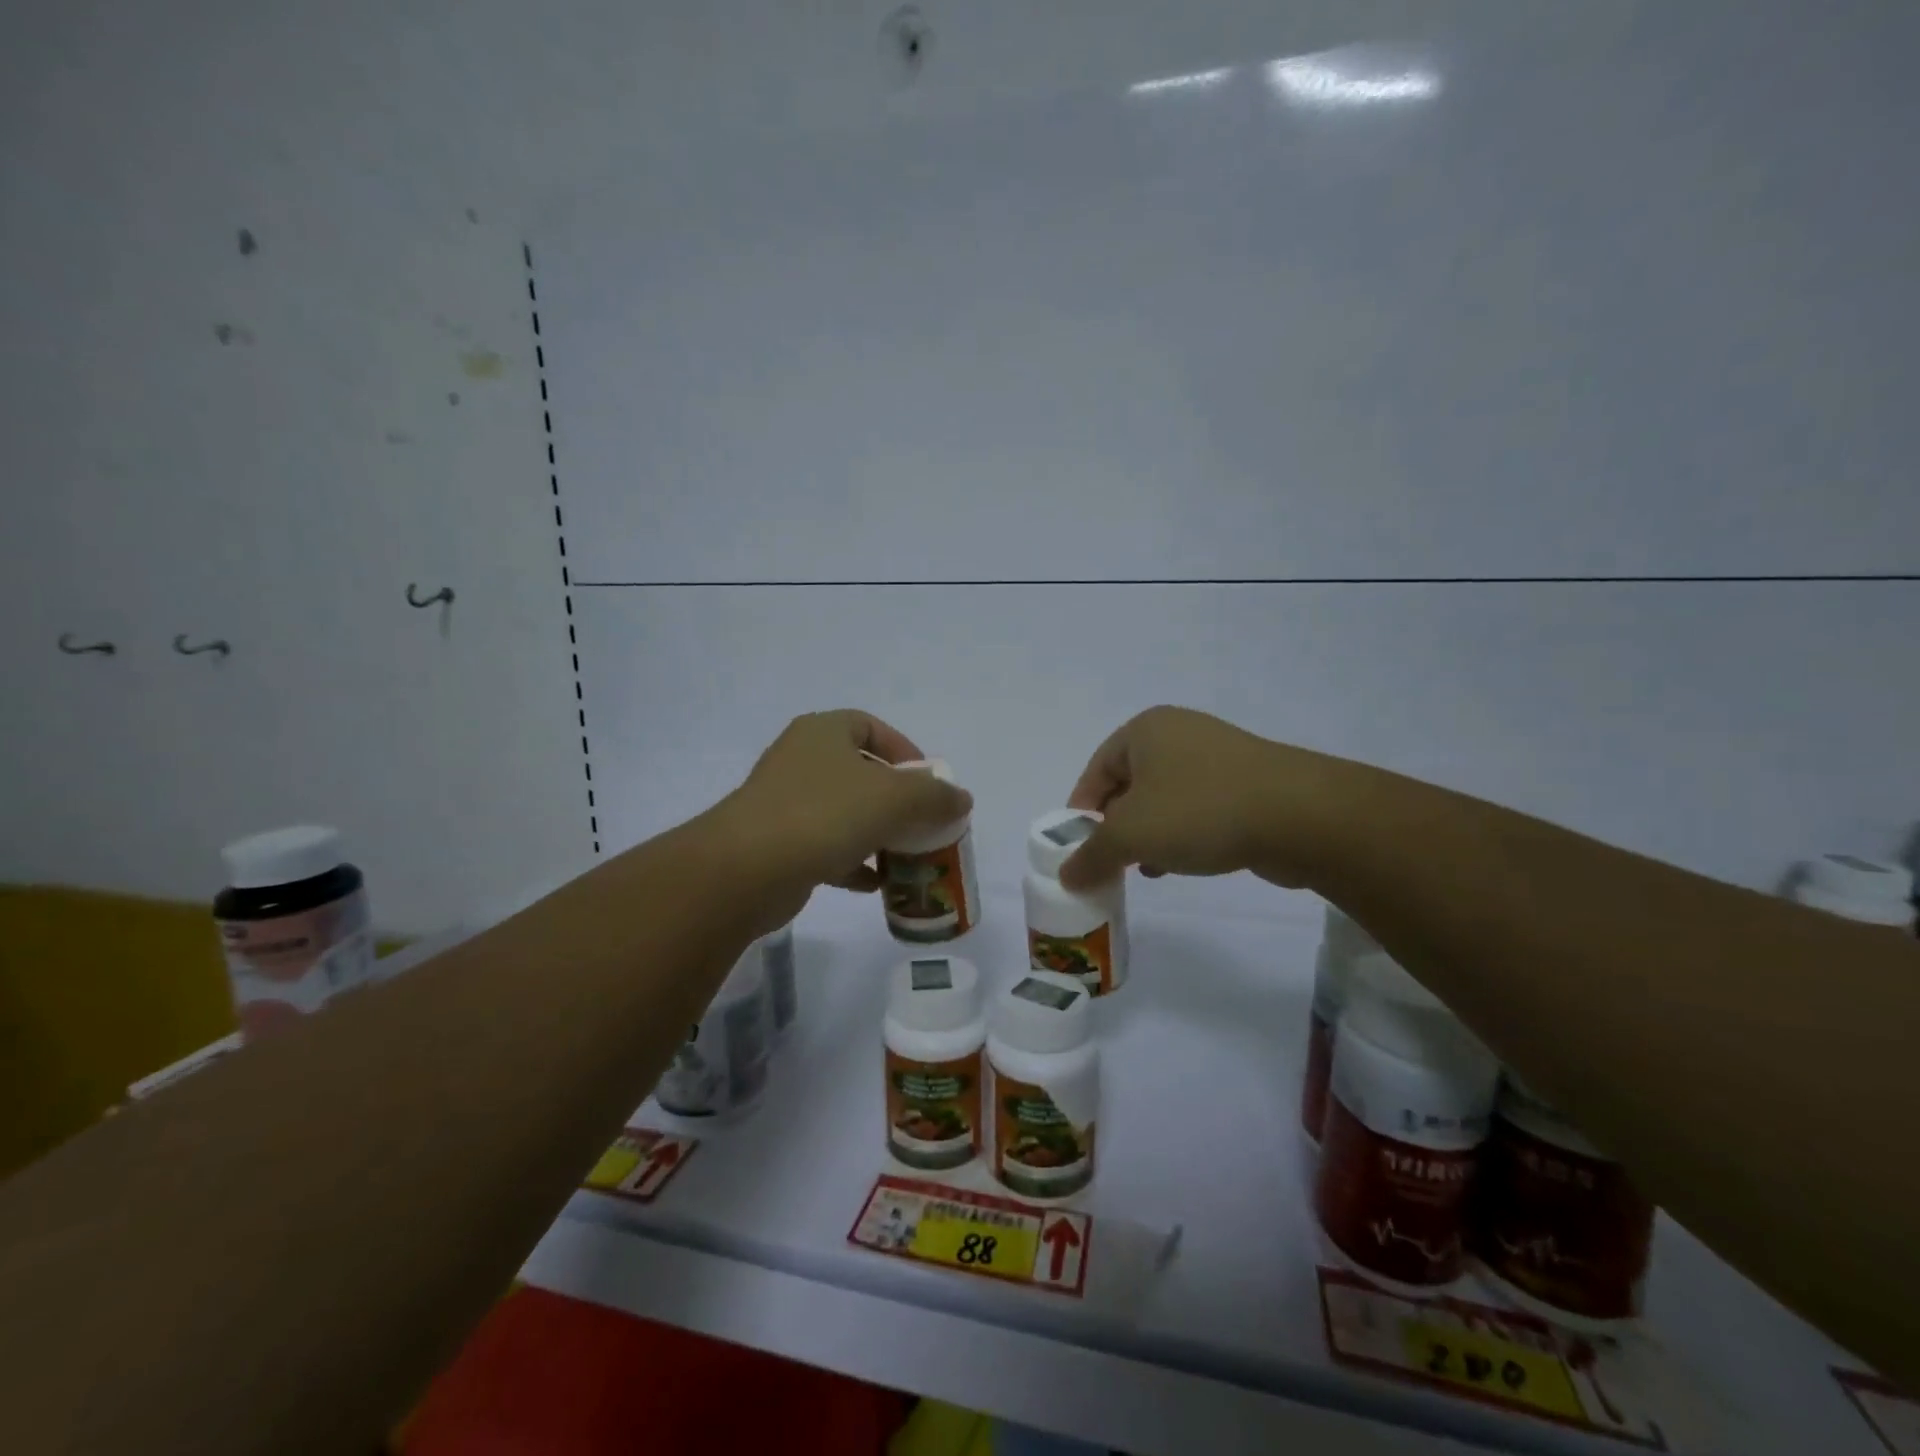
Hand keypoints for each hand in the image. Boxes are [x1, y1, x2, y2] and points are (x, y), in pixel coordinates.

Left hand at [719, 710, 972, 908]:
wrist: (746, 869)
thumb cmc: (824, 815)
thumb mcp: (894, 799)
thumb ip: (935, 796)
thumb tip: (961, 799)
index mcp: (823, 732)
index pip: (871, 727)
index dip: (904, 751)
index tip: (928, 783)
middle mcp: (801, 759)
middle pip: (860, 772)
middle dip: (895, 799)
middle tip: (922, 823)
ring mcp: (785, 802)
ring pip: (843, 811)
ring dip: (876, 832)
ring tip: (904, 855)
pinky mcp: (776, 842)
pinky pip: (825, 845)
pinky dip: (852, 861)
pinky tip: (874, 884)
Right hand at [1059, 706, 1334, 890]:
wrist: (1300, 816)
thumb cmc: (1199, 811)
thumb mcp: (1130, 836)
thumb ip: (1091, 856)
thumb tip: (1065, 877)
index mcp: (1145, 729)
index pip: (1096, 769)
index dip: (1081, 810)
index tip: (1078, 848)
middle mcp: (1179, 733)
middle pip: (1129, 784)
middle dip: (1116, 826)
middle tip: (1110, 861)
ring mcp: (1217, 756)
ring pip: (1165, 798)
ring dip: (1150, 834)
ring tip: (1145, 868)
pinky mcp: (1247, 782)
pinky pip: (1198, 807)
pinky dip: (1183, 833)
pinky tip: (1182, 863)